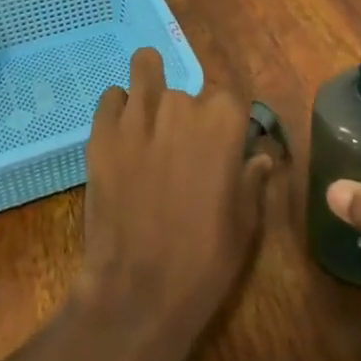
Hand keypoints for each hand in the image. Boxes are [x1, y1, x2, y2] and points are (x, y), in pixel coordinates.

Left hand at [70, 47, 276, 360]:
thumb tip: (259, 157)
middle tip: (180, 151)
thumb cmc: (205, 259)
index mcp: (223, 122)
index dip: (225, 120)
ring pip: (145, 70)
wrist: (139, 290)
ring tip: (148, 118)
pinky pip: (111, 98)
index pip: (229, 96)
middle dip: (186, 114)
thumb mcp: (245, 223)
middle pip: (186, 90)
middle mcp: (180, 105)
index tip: (222, 145)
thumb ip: (252, 179)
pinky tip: (121, 136)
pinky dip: (118, 109)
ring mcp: (136, 116)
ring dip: (150, 88)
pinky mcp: (101, 132)